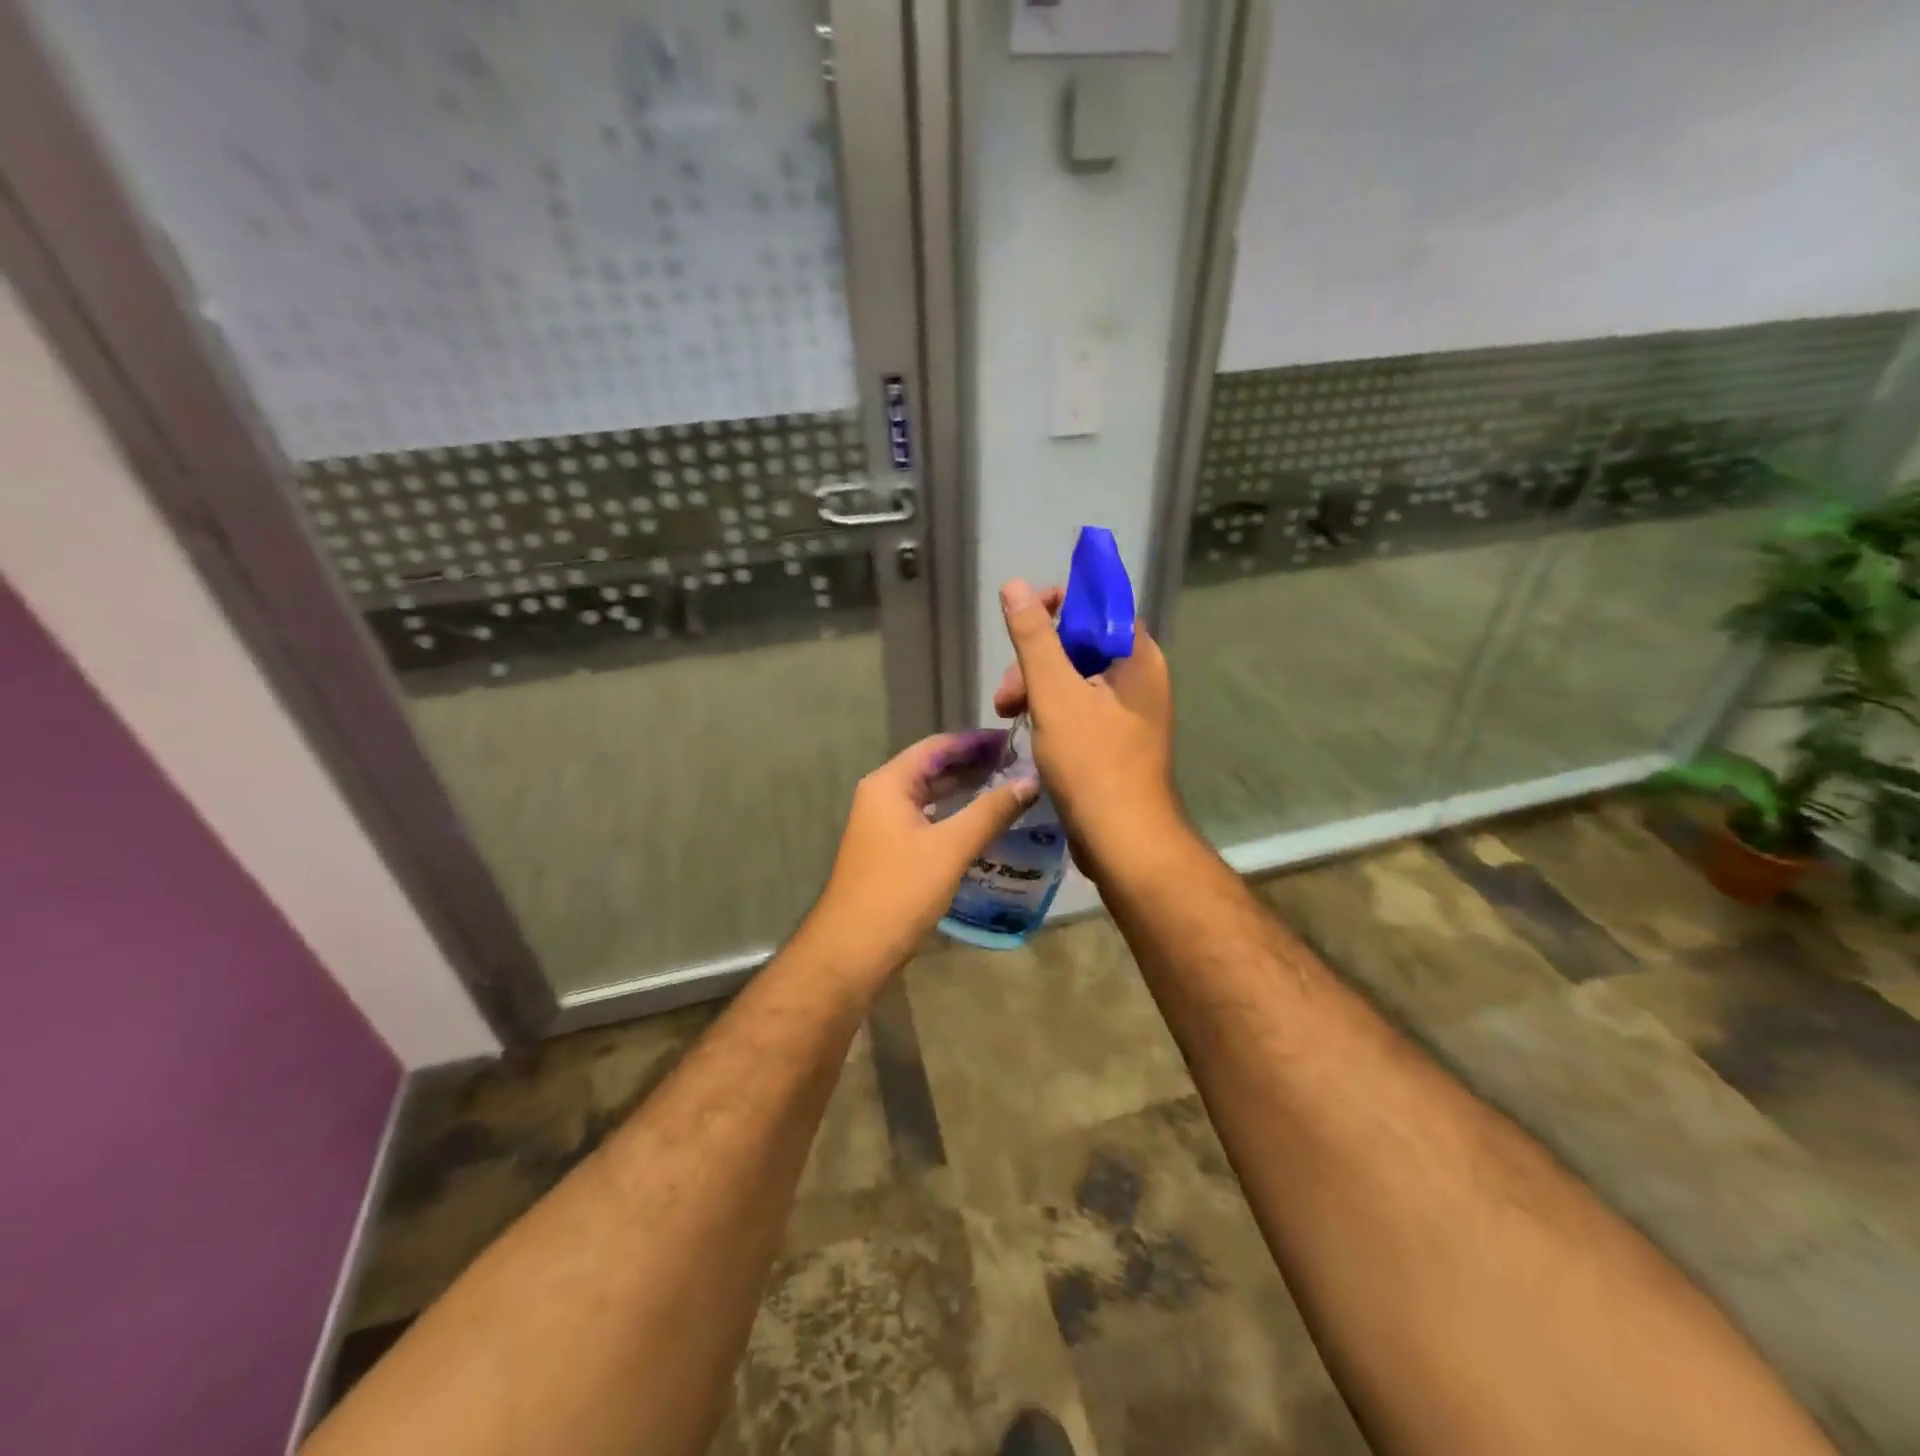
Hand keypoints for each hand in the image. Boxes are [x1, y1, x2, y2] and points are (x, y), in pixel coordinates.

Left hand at [805, 731, 1038, 975]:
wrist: (853, 949)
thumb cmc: (900, 890)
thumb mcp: (951, 847)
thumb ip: (991, 811)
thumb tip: (1030, 781)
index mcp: (889, 784)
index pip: (937, 746)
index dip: (975, 741)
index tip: (1013, 740)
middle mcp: (882, 796)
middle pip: (932, 767)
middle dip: (973, 764)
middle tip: (1019, 763)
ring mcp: (883, 824)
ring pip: (930, 795)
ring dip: (965, 789)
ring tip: (1008, 787)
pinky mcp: (889, 850)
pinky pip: (927, 819)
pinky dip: (954, 814)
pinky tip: (982, 823)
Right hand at [994, 578, 1181, 883]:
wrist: (1124, 840)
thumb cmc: (1092, 762)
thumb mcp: (1054, 694)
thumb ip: (1034, 638)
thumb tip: (1016, 585)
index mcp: (1136, 655)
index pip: (1097, 604)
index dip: (1056, 604)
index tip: (1020, 624)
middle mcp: (1139, 676)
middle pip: (1080, 644)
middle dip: (1036, 660)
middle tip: (1006, 695)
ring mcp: (1129, 711)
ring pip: (1075, 679)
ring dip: (1036, 689)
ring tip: (1008, 717)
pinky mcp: (1117, 740)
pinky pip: (1080, 709)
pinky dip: (1051, 713)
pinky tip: (1028, 733)